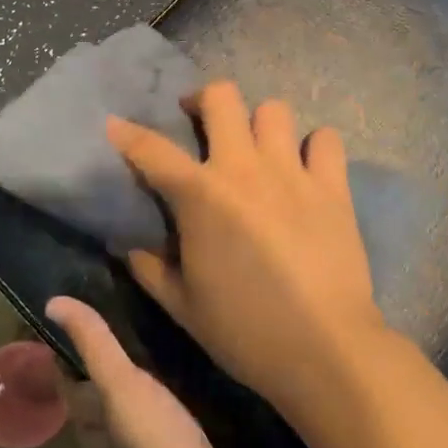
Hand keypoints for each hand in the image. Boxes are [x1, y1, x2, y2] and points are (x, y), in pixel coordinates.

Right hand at [105, 82, 386, 414]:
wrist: (325, 349)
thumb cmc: (244, 330)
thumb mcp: (183, 305)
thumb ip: (151, 270)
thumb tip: (130, 248)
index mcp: (200, 195)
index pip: (152, 150)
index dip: (127, 133)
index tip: (115, 125)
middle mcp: (244, 168)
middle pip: (222, 98)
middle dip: (203, 101)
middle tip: (200, 124)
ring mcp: (292, 173)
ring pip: (274, 110)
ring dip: (258, 123)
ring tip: (255, 148)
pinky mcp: (333, 188)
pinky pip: (326, 140)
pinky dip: (313, 146)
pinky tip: (305, 169)